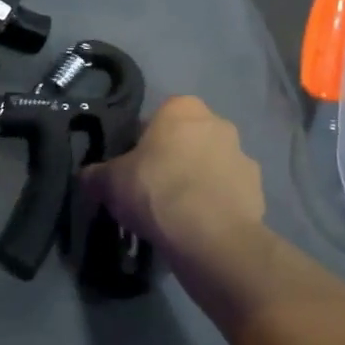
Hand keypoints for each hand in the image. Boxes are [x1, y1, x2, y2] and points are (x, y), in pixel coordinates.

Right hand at [83, 96, 264, 260]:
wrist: (209, 235)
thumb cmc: (156, 191)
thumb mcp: (110, 182)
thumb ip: (96, 174)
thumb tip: (87, 176)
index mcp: (181, 108)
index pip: (156, 120)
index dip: (141, 146)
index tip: (132, 171)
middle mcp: (217, 123)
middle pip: (186, 141)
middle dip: (173, 161)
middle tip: (152, 192)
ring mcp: (242, 155)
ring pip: (211, 166)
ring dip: (197, 183)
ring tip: (177, 217)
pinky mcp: (257, 189)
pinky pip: (228, 194)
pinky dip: (216, 206)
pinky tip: (199, 228)